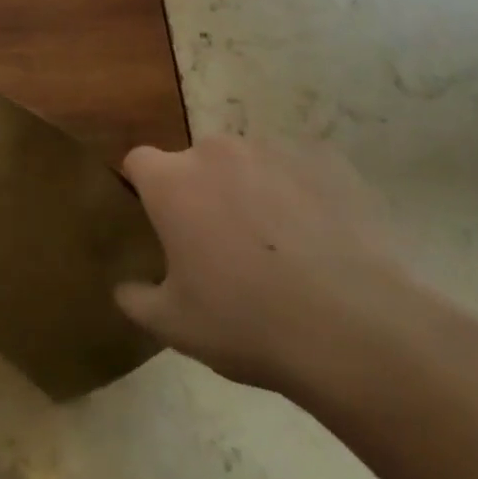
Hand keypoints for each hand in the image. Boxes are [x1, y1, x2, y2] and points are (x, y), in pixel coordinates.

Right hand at [115, 136, 449, 403]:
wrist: (354, 329)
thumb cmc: (248, 324)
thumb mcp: (176, 326)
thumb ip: (138, 300)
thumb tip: (123, 289)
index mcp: (172, 182)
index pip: (139, 161)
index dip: (145, 187)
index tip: (160, 220)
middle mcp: (215, 151)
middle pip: (197, 162)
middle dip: (203, 192)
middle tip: (223, 244)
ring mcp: (272, 150)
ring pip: (249, 163)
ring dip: (251, 189)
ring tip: (280, 243)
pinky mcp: (324, 159)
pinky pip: (299, 169)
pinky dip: (301, 192)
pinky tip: (320, 237)